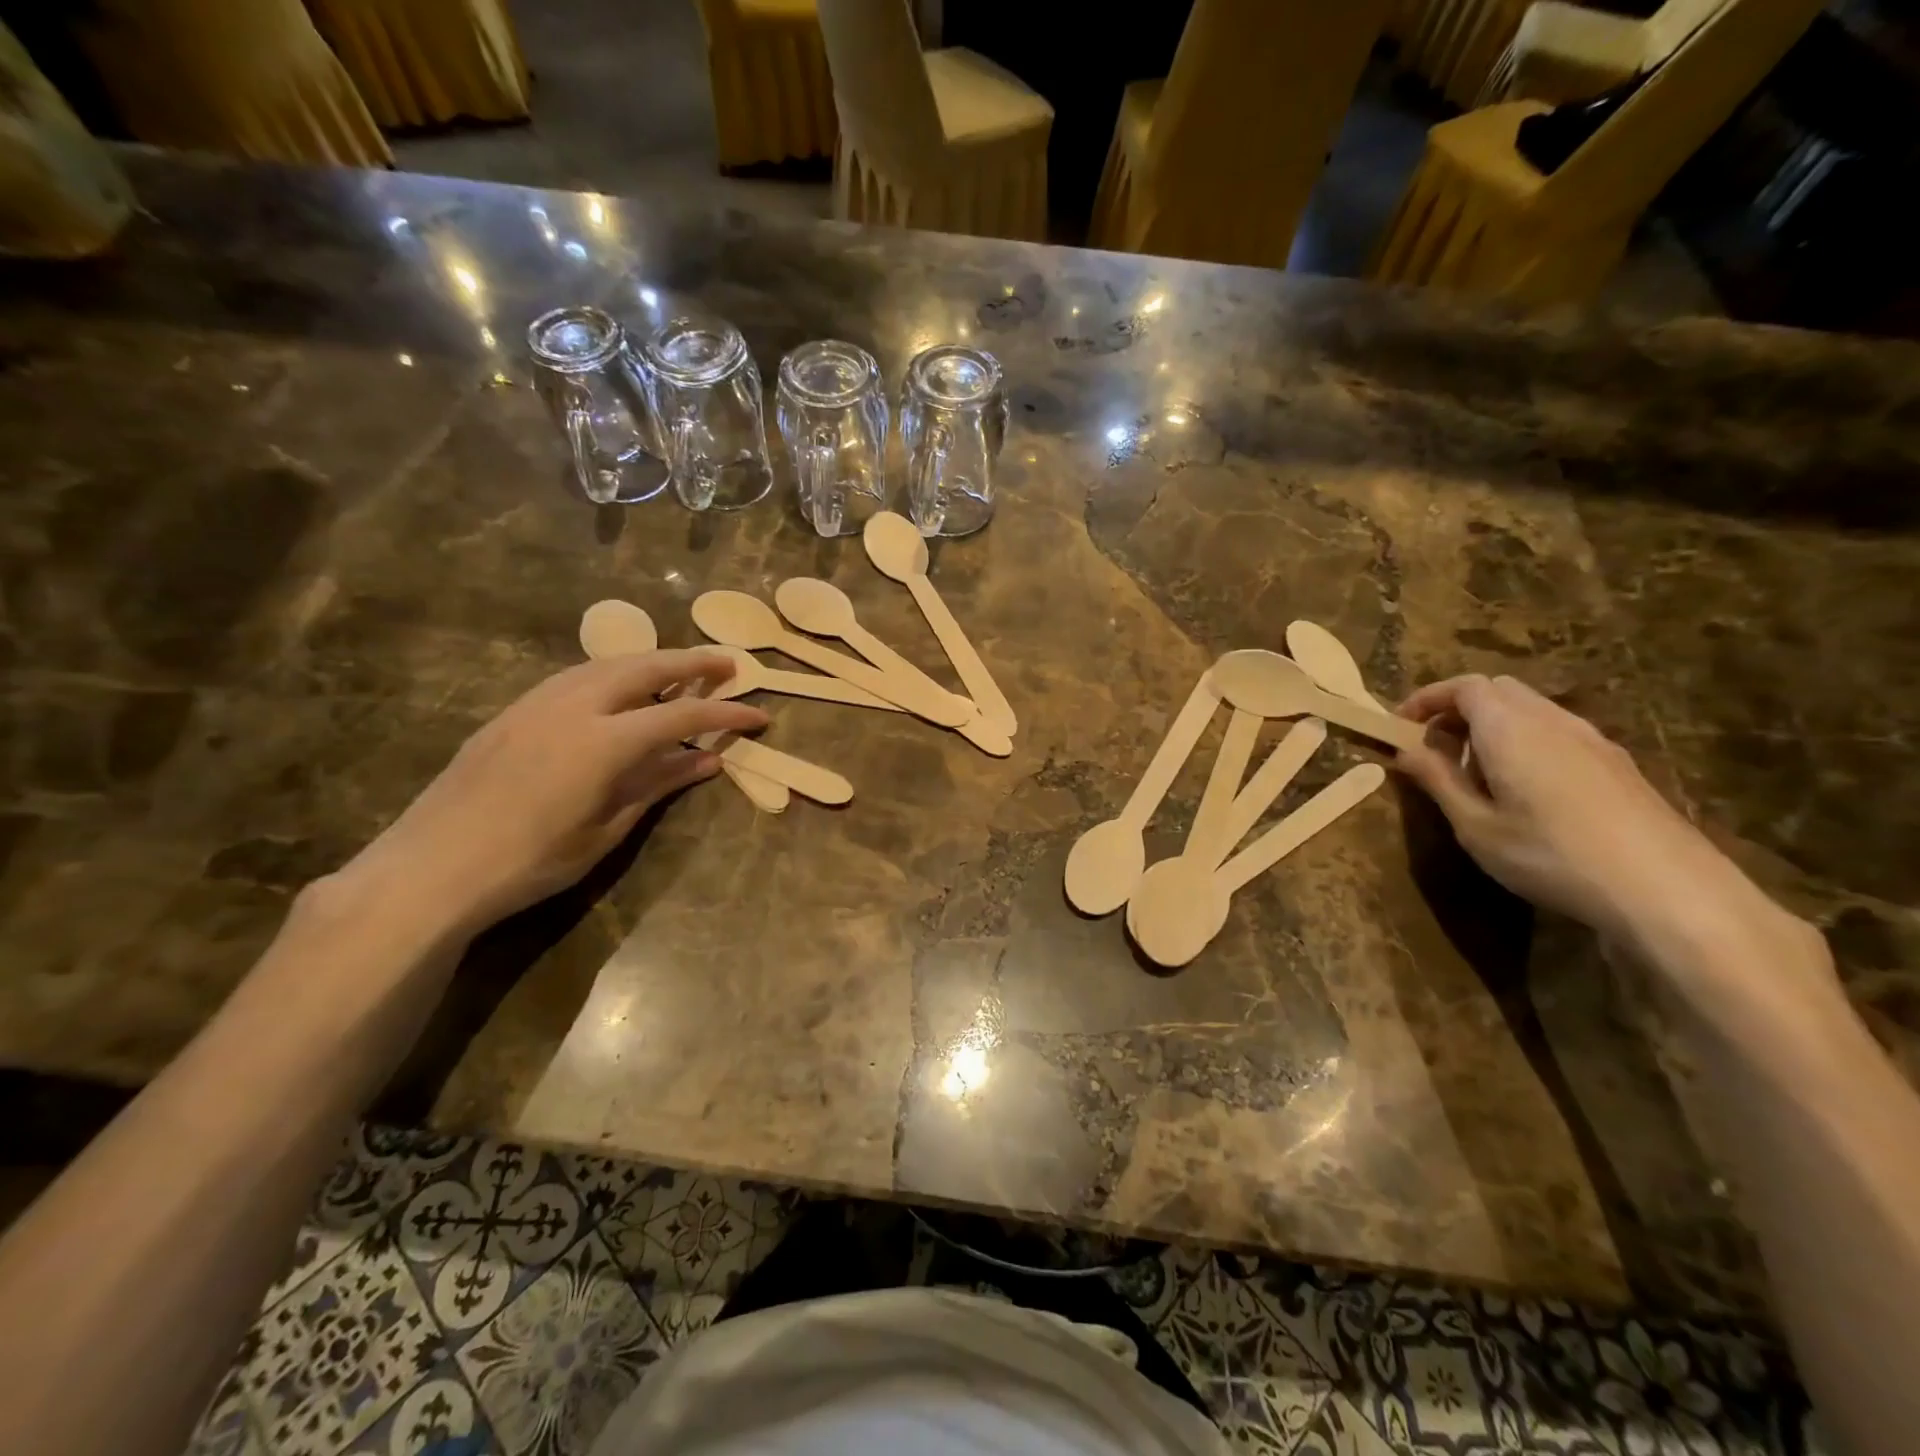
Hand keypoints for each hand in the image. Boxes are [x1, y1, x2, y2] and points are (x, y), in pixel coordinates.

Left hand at [345, 651, 766, 938]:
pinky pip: (576, 676)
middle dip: (692, 661)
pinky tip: (619, 690)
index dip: (725, 714)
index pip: (681, 716)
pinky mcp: (513, 711)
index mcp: (603, 741)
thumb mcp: (606, 829)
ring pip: (607, 663)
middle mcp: (573, 706)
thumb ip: (658, 784)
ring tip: (679, 670)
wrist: (431, 868)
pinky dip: (612, 672)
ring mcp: (537, 702)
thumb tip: (706, 761)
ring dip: (651, 661)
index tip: (759, 715)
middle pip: (645, 667)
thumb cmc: (530, 861)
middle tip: (728, 663)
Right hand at [1393, 674, 1756, 944]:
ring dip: (1491, 727)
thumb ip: (1437, 780)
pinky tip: (1523, 791)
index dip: (1427, 699)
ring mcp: (1592, 740)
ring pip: (1530, 710)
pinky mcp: (1617, 764)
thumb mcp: (1475, 826)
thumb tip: (1405, 750)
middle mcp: (1552, 721)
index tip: (1400, 727)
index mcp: (1510, 728)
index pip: (1463, 686)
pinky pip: (1557, 733)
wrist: (1667, 891)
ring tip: (1473, 774)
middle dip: (1457, 710)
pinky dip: (1524, 742)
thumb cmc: (1551, 856)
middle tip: (1433, 749)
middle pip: (1498, 690)